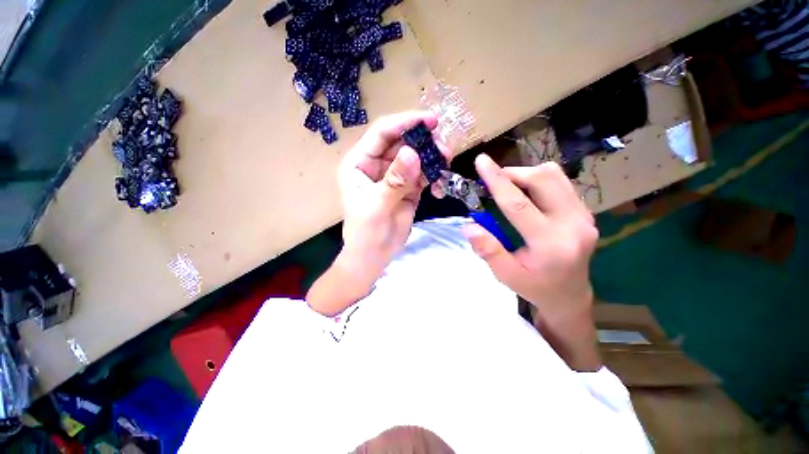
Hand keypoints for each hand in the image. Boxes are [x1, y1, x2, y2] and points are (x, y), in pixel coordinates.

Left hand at [338, 110, 439, 272]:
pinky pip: (423, 174)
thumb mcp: (377, 206)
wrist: (375, 256)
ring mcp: (394, 175)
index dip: (405, 122)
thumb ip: (395, 181)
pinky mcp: (408, 187)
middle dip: (424, 142)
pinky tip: (440, 186)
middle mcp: (376, 164)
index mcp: (359, 163)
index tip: (431, 120)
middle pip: (402, 142)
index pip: (382, 133)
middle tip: (445, 148)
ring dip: (432, 157)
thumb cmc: (366, 233)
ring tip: (445, 163)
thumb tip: (412, 153)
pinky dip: (434, 175)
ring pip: (416, 156)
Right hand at [463, 154, 600, 370]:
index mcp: (550, 244)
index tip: (482, 161)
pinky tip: (527, 194)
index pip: (519, 205)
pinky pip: (560, 183)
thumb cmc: (534, 286)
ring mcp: (584, 216)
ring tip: (509, 186)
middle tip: (494, 180)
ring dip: (526, 174)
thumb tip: (468, 225)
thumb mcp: (505, 274)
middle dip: (513, 173)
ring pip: (555, 176)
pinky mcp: (585, 212)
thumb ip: (487, 249)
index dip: (497, 181)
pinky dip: (538, 181)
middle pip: (543, 180)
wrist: (570, 295)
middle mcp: (573, 225)